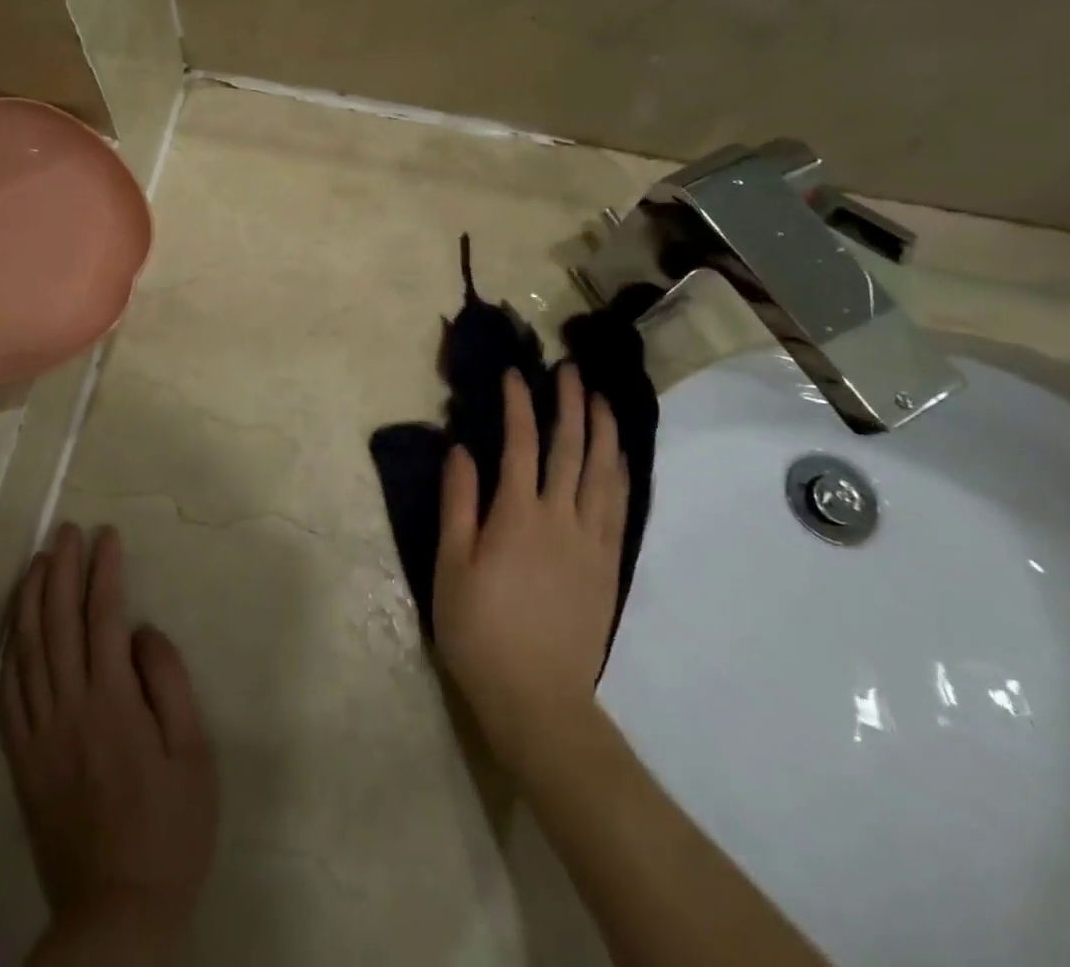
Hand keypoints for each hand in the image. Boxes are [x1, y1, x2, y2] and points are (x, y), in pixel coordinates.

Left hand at [0, 524, 218, 963]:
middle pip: (59, 622)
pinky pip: (9, 693)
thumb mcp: (194, 752)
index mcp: (113, 702)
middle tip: (66, 530)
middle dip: (62, 569)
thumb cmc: (171, 828)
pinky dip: (9, 650)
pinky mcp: (21, 760)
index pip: (103, 616)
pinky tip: (14, 625)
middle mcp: (69, 708)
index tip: (106, 534)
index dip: (103, 570)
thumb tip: (141, 632)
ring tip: (38, 559)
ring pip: (28, 650)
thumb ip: (168, 681)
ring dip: (31, 598)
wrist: (117, 912)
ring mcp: (39, 734)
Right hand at [433, 366, 629, 771]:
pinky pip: (619, 506)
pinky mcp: (608, 564)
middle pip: (570, 449)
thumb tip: (462, 449)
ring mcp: (591, 541)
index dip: (519, 405)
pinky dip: (619, 472)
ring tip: (601, 399)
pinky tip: (618, 457)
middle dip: (570, 405)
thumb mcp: (451, 566)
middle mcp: (561, 518)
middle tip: (571, 371)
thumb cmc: (479, 630)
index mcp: (517, 516)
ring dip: (602, 431)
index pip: (521, 445)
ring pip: (602, 472)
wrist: (536, 697)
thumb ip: (458, 503)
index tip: (516, 374)